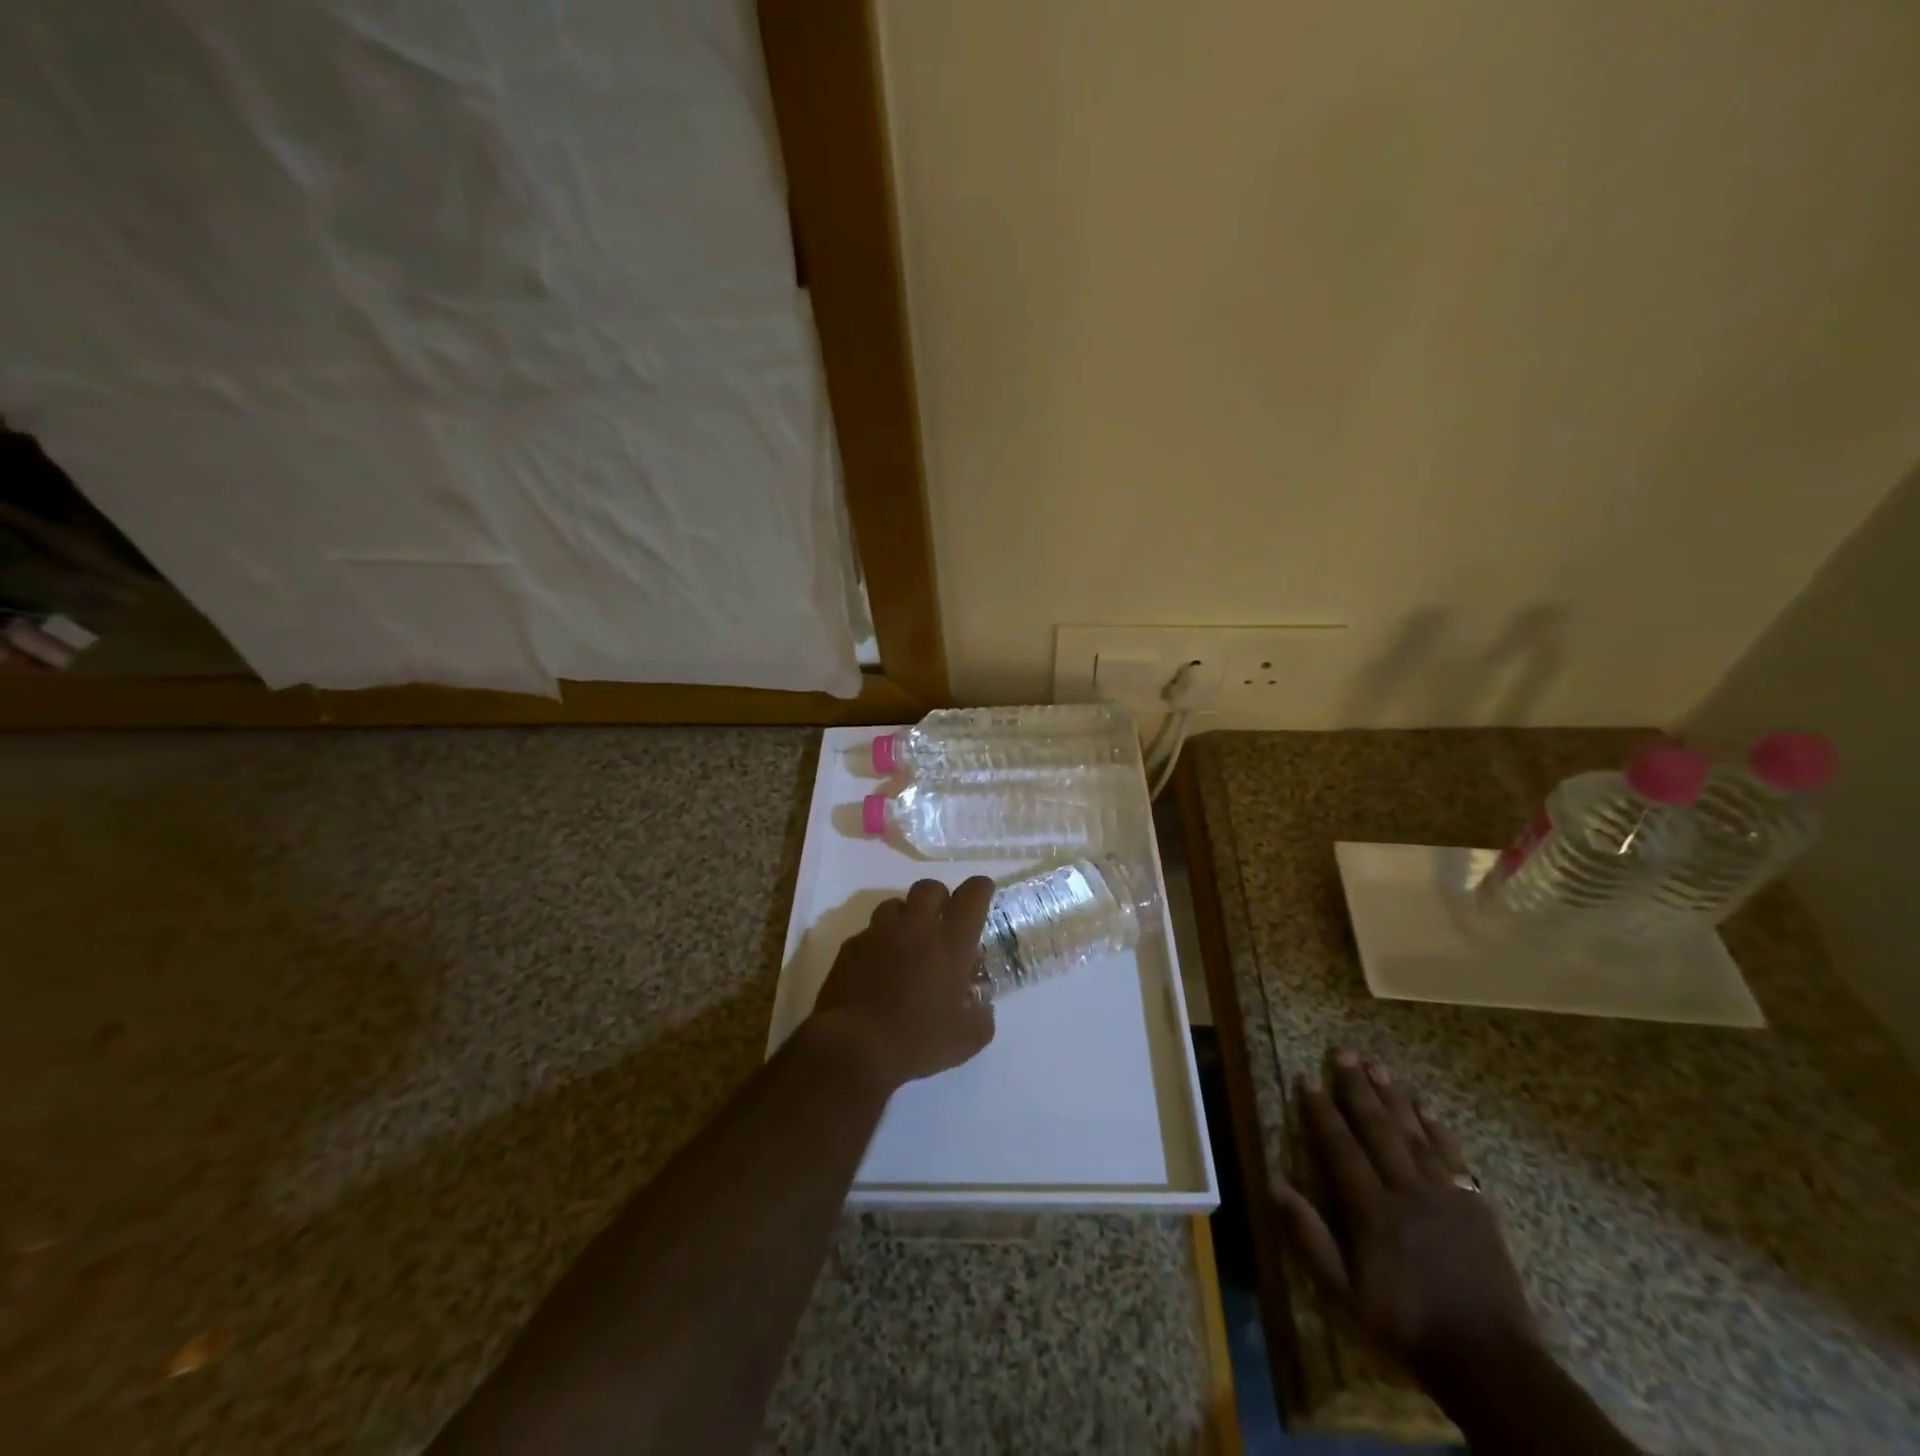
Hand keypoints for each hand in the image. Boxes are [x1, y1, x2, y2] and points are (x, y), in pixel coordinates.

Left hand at [807, 877, 996, 1091]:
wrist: (854, 1047)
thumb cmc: (918, 1040)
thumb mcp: (966, 1039)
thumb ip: (981, 1017)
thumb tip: (981, 1008)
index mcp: (950, 942)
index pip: (972, 895)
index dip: (980, 889)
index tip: (983, 892)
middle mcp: (916, 927)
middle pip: (929, 888)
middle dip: (940, 897)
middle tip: (942, 920)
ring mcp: (879, 933)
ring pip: (895, 904)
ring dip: (905, 916)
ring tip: (907, 941)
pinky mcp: (850, 946)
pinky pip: (869, 932)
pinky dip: (878, 942)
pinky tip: (878, 966)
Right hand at [1276, 1049, 1539, 1378]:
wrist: (1491, 1362)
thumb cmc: (1408, 1325)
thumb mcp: (1345, 1292)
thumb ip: (1309, 1236)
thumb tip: (1274, 1184)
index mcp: (1371, 1209)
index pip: (1339, 1145)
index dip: (1321, 1109)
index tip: (1307, 1077)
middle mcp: (1406, 1190)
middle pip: (1377, 1127)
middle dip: (1357, 1087)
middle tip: (1343, 1052)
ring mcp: (1445, 1195)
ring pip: (1413, 1133)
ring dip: (1393, 1097)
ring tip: (1377, 1066)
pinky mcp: (1475, 1206)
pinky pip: (1452, 1155)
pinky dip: (1437, 1127)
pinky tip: (1425, 1106)